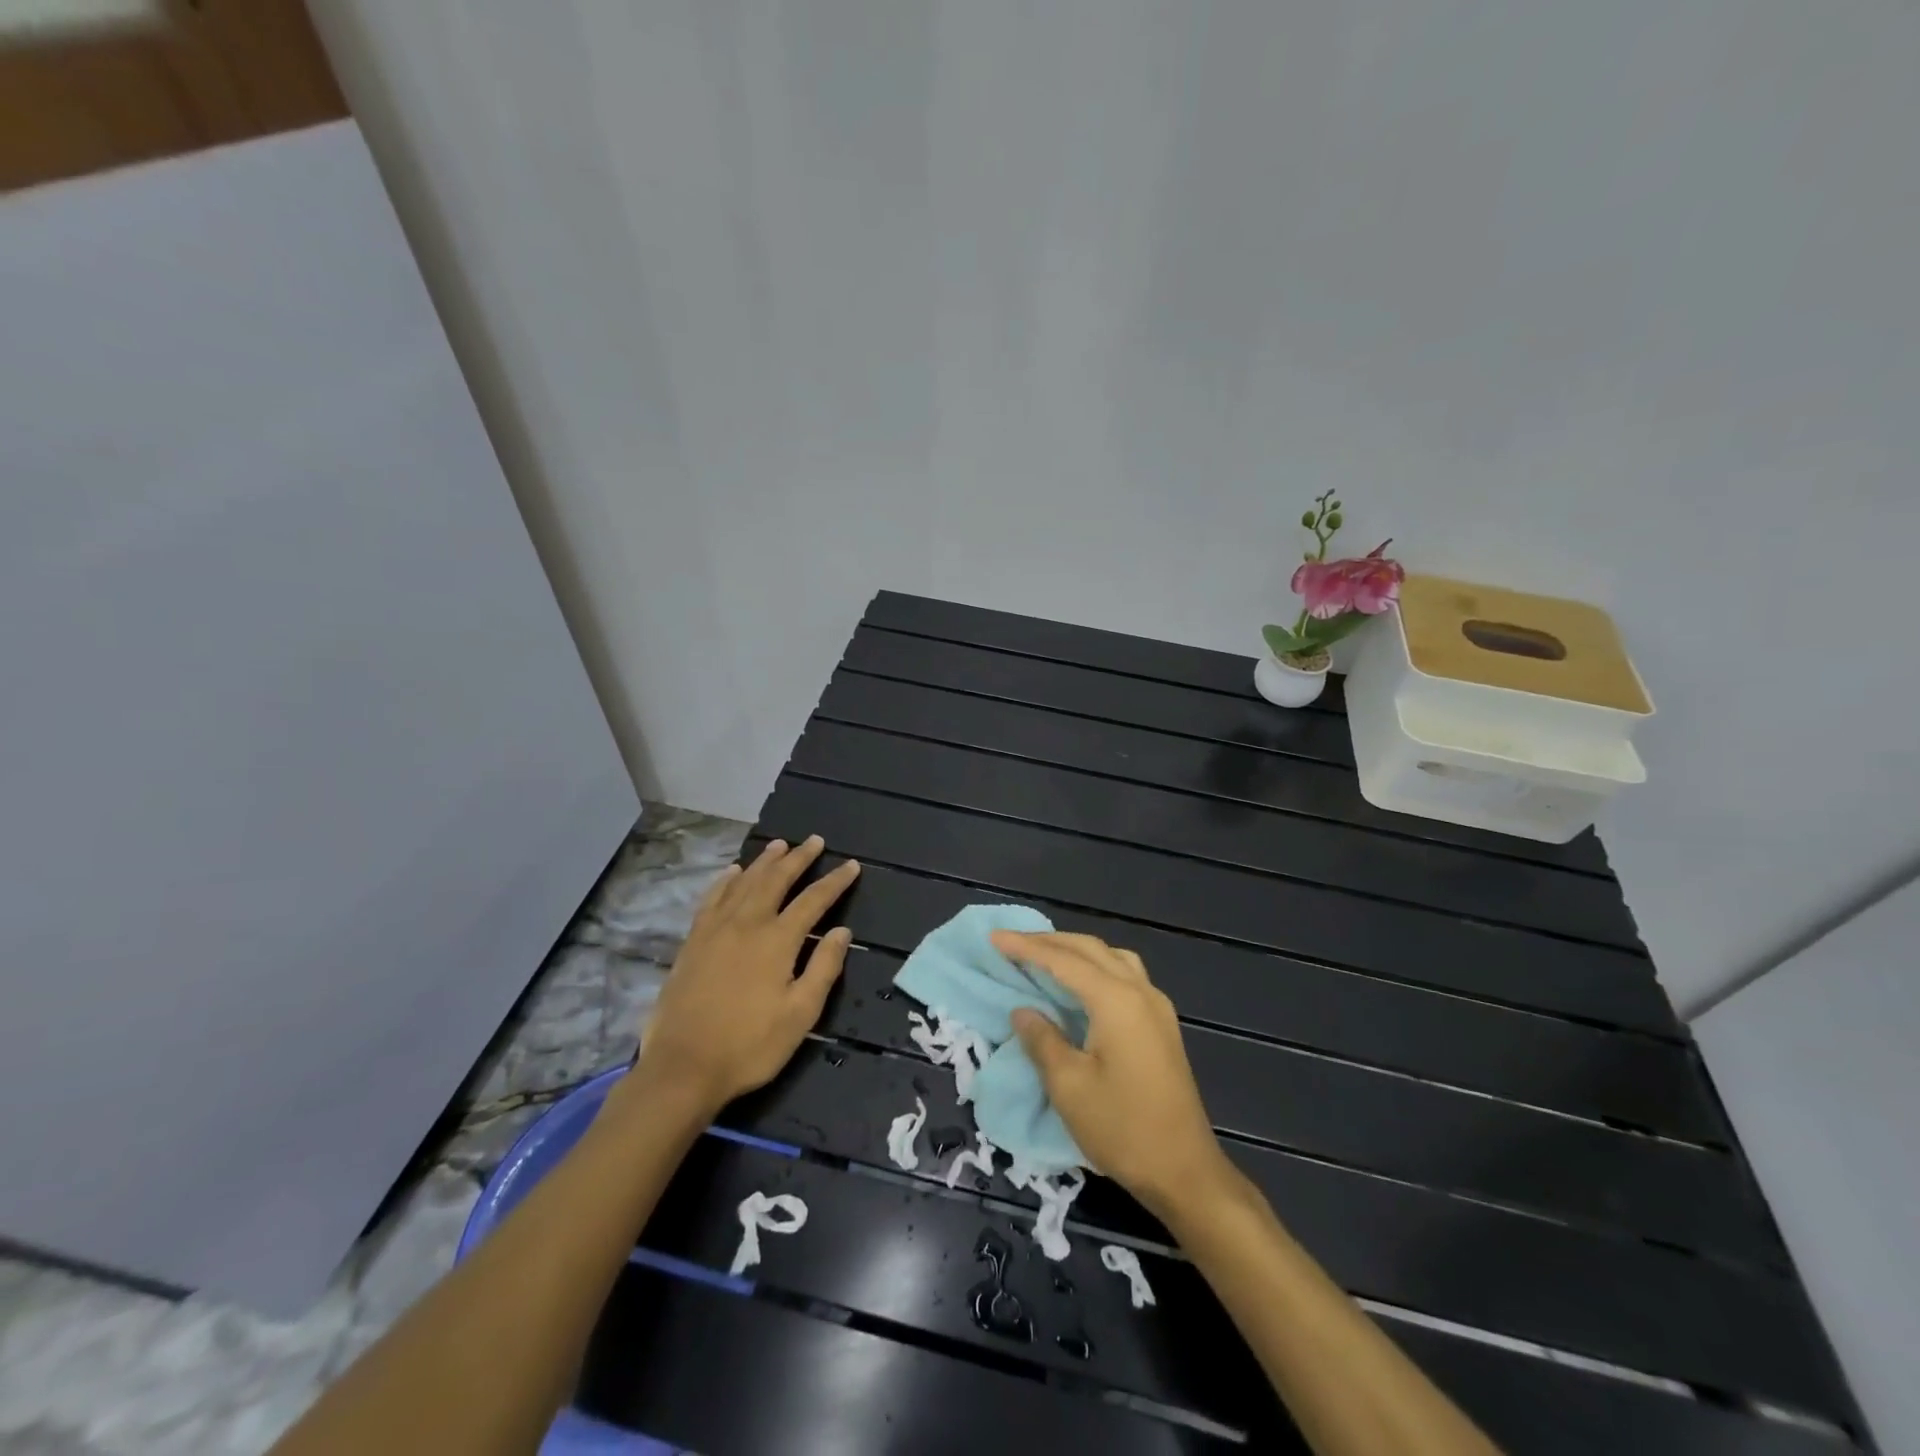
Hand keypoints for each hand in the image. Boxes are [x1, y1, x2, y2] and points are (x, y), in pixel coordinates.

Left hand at [632, 837, 860, 1114]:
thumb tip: (842, 931)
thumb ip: (823, 968)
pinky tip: (732, 872)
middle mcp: (747, 924)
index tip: (851, 865)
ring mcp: (715, 930)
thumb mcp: (800, 1014)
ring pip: (744, 882)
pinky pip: (712, 898)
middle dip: (799, 858)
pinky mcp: (693, 942)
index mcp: (777, 940)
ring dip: (764, 861)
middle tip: (815, 841)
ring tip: (779, 845)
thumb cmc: (750, 1045)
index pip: (813, 900)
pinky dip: (726, 881)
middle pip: (777, 880)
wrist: (683, 1067)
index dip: (835, 882)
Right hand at [993, 930, 1232, 1221]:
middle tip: (1012, 943)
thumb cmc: (1122, 1129)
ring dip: (1076, 950)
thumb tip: (1023, 1011)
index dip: (1026, 948)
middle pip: (1090, 950)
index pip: (1063, 961)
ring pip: (1112, 957)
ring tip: (1045, 956)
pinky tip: (1081, 984)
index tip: (993, 938)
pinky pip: (1125, 975)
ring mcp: (1156, 1007)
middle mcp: (1140, 991)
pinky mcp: (1162, 1025)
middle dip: (1049, 942)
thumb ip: (1042, 1040)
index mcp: (1116, 1000)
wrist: (1185, 1172)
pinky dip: (1096, 966)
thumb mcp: (1069, 1086)